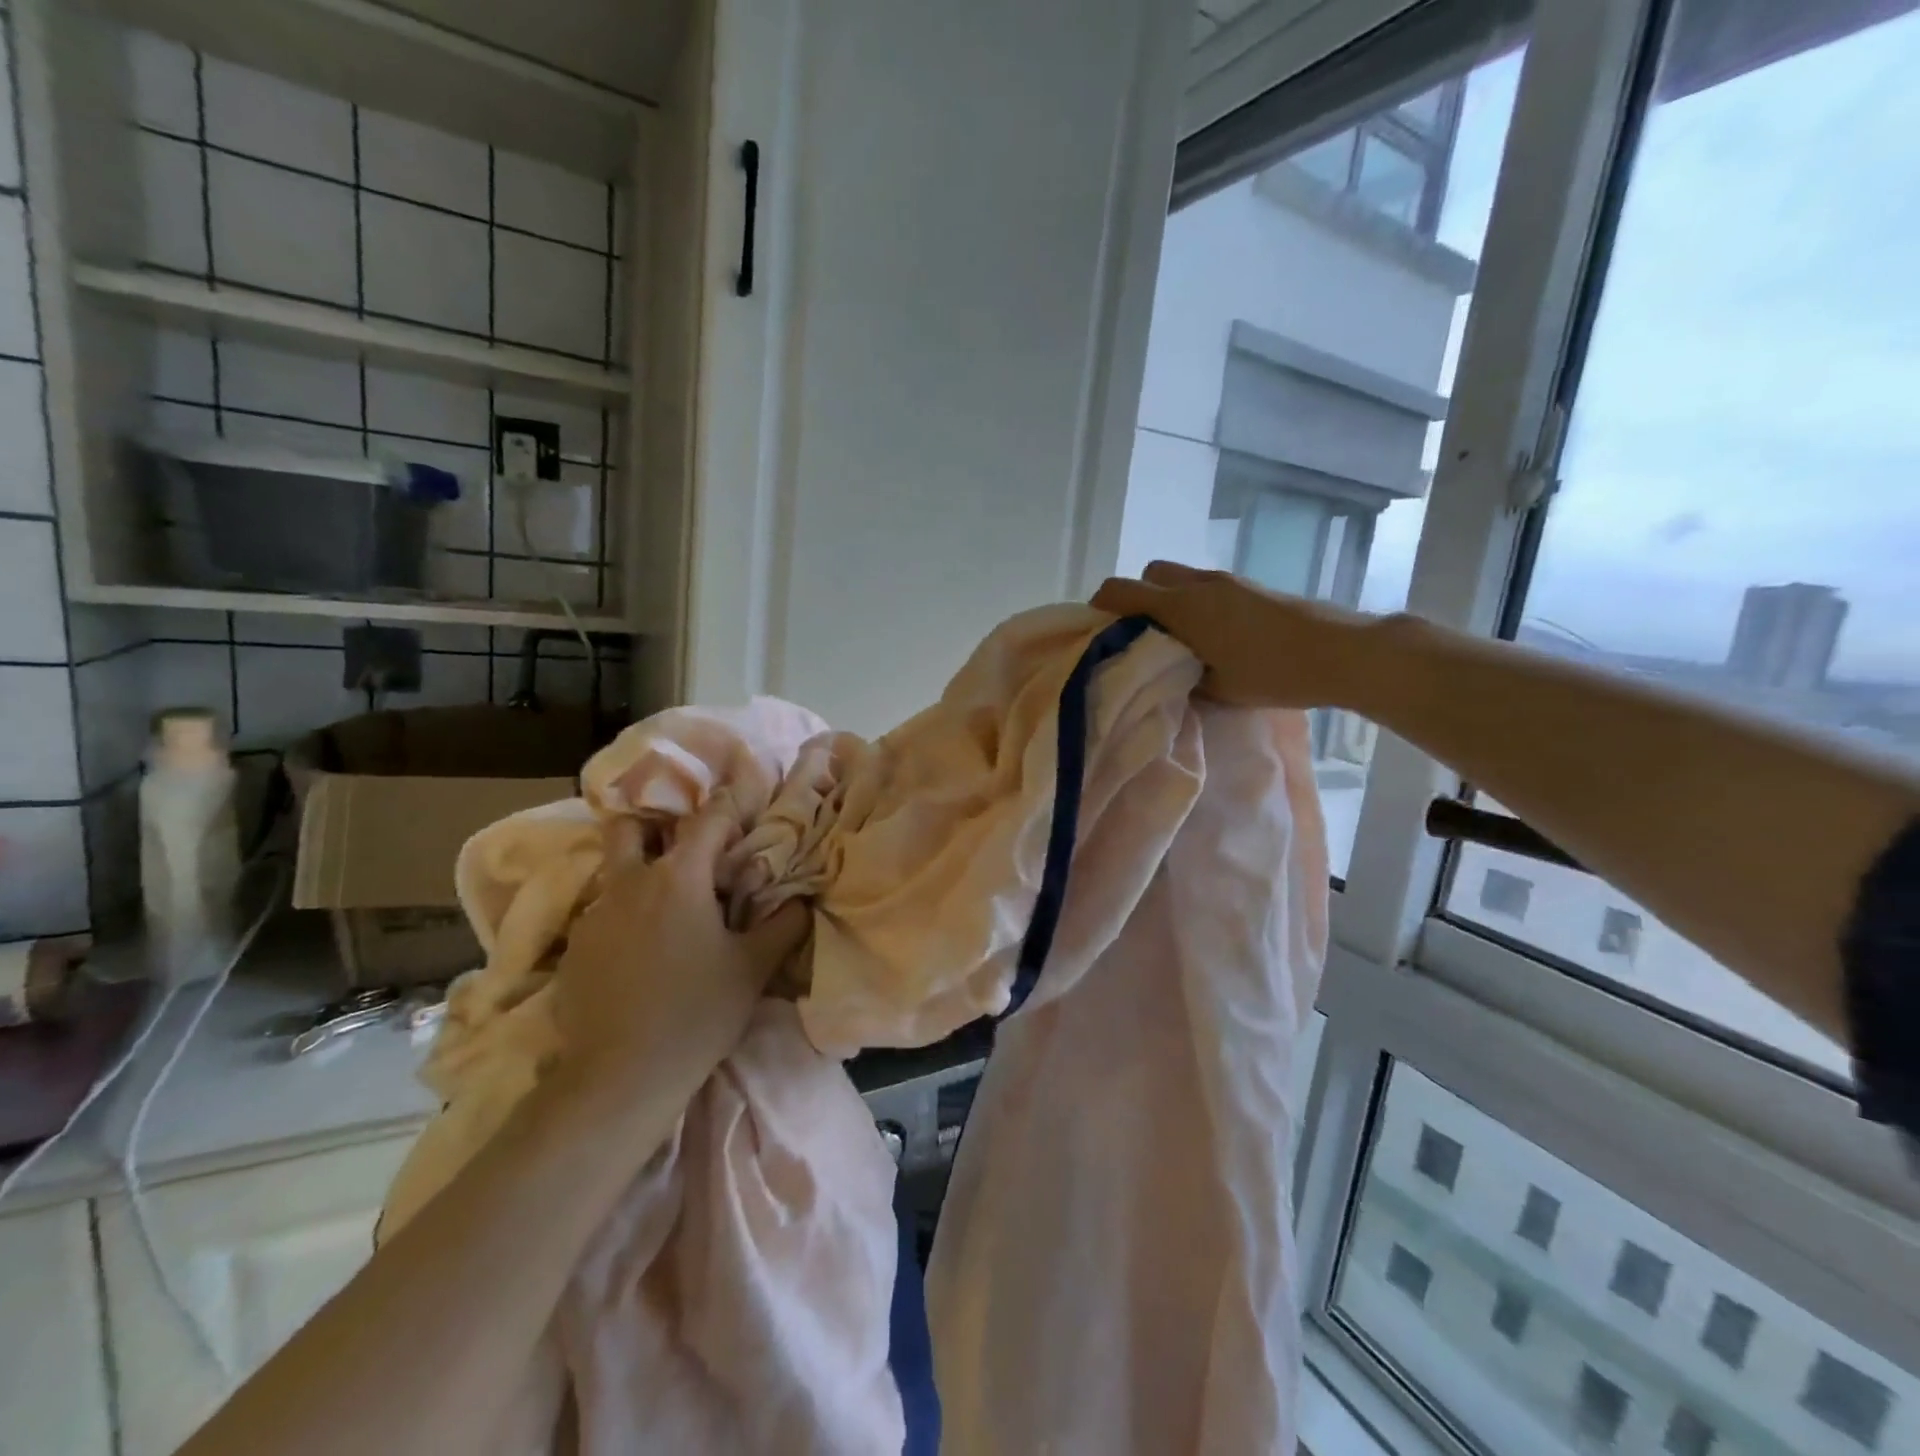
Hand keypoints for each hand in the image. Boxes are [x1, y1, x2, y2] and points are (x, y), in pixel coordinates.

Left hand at [550, 798, 810, 1108]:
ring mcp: (595, 915)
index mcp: (679, 876)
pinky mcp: (574, 949)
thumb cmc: (698, 1011)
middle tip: (684, 849)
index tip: (743, 805)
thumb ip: (784, 924)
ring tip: (666, 908)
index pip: (707, 819)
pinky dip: (623, 916)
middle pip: (630, 827)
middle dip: (655, 825)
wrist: (620, 1076)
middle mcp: (630, 882)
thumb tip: (801, 900)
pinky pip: (601, 913)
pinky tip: (640, 953)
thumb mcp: (754, 967)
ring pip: (614, 871)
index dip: (729, 806)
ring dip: (639, 874)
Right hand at [1091, 559, 1374, 709]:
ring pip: (1179, 579)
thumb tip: (1156, 671)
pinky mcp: (1250, 586)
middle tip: (1142, 637)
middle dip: (1137, 599)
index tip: (1098, 634)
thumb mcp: (1214, 688)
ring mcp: (1227, 581)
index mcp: (1181, 607)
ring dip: (1169, 602)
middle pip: (1149, 574)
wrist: (1340, 651)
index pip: (1120, 590)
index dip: (1100, 607)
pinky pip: (1205, 587)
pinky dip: (1195, 604)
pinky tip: (1212, 638)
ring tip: (1178, 641)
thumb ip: (1177, 675)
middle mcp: (1198, 584)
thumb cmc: (1271, 672)